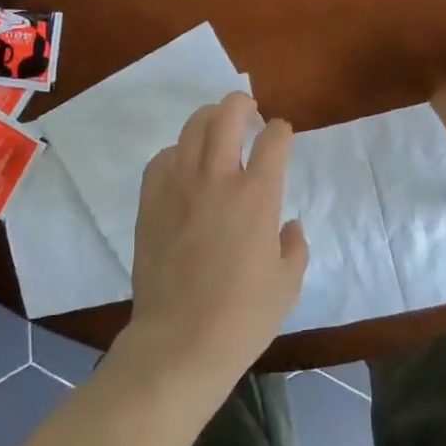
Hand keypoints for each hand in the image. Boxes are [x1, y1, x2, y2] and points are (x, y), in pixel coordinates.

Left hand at [122, 92, 307, 386]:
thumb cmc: (242, 317)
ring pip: (191, 128)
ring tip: (216, 127)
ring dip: (208, 119)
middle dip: (241, 102)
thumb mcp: (288, 284)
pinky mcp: (151, 203)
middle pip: (226, 115)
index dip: (280, 131)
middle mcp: (217, 180)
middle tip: (247, 107)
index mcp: (257, 196)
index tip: (281, 135)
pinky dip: (177, 152)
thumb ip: (295, 246)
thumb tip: (289, 225)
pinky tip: (183, 165)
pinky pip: (162, 158)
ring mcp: (178, 188)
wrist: (179, 342)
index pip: (273, 140)